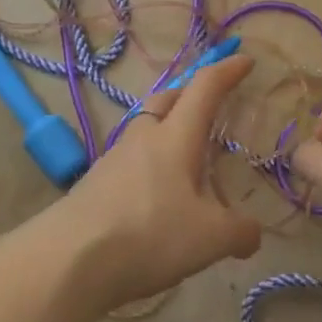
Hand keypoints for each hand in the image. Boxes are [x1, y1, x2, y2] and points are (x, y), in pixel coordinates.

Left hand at [62, 55, 261, 307]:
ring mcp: (112, 160)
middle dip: (190, 95)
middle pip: (166, 99)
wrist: (68, 260)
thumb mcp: (210, 238)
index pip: (204, 88)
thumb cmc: (149, 234)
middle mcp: (143, 138)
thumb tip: (253, 235)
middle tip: (210, 106)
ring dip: (166, 132)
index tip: (245, 61)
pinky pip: (129, 161)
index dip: (226, 70)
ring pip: (144, 130)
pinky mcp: (93, 185)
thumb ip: (240, 232)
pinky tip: (156, 195)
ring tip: (184, 159)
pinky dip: (148, 165)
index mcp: (176, 137)